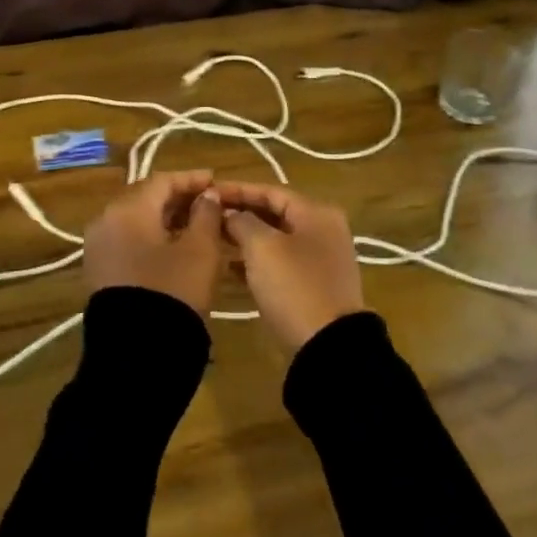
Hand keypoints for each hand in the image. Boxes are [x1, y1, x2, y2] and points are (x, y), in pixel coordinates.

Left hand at [82, 170, 227, 316]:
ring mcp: (98, 247)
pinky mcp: (99, 270)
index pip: (162, 181)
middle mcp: (105, 221)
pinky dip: (151, 237)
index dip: (191, 179)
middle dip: (177, 198)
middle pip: (145, 198)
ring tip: (196, 225)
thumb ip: (206, 214)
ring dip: (165, 218)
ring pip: (135, 220)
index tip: (215, 181)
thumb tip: (207, 196)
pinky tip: (175, 247)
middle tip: (208, 202)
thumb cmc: (174, 290)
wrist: (138, 352)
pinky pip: (127, 240)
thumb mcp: (201, 250)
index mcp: (127, 209)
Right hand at [215, 183, 363, 352]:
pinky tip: (231, 268)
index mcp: (317, 213)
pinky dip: (257, 262)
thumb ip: (243, 222)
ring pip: (277, 239)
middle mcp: (323, 230)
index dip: (238, 190)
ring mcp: (321, 259)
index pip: (271, 191)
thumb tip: (232, 214)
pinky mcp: (314, 285)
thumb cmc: (294, 286)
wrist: (328, 346)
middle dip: (241, 214)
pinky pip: (281, 263)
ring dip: (246, 238)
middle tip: (208, 216)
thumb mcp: (263, 247)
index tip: (208, 193)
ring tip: (215, 240)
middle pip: (275, 213)